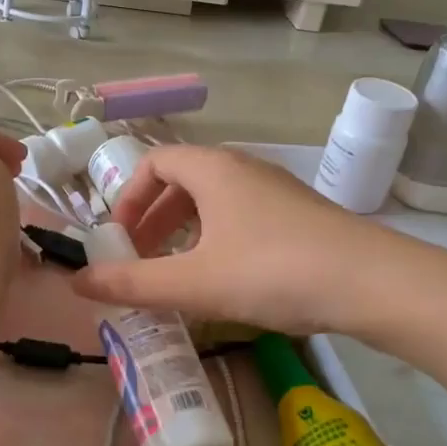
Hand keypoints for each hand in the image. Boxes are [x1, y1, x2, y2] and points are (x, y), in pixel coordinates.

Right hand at [72, 145, 397, 335]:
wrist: (370, 282)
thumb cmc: (271, 271)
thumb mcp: (193, 282)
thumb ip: (132, 283)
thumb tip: (76, 282)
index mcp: (213, 168)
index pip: (154, 162)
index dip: (128, 198)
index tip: (119, 239)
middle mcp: (243, 167)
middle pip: (183, 181)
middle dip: (154, 219)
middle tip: (141, 259)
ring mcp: (276, 189)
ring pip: (215, 200)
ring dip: (186, 231)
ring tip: (178, 273)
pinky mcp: (300, 215)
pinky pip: (243, 215)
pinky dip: (219, 238)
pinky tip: (226, 278)